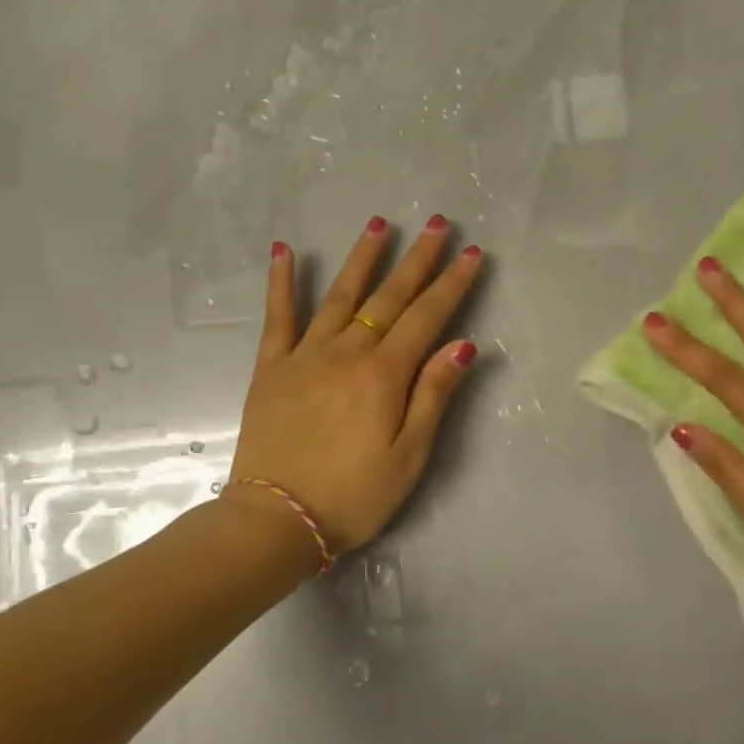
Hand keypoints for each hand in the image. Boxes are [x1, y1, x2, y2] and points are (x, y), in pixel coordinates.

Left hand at [226, 214, 483, 554]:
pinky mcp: (271, 368)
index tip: (472, 254)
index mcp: (384, 375)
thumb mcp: (409, 455)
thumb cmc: (355, 495)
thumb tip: (463, 344)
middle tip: (438, 224)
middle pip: (388, 297)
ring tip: (380, 224)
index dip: (452, 284)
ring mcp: (304, 355)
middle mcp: (346, 352)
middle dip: (417, 259)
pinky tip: (283, 251)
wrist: (276, 520)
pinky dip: (281, 283)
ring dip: (362, 258)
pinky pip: (277, 317)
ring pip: (339, 295)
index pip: (427, 317)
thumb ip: (433, 394)